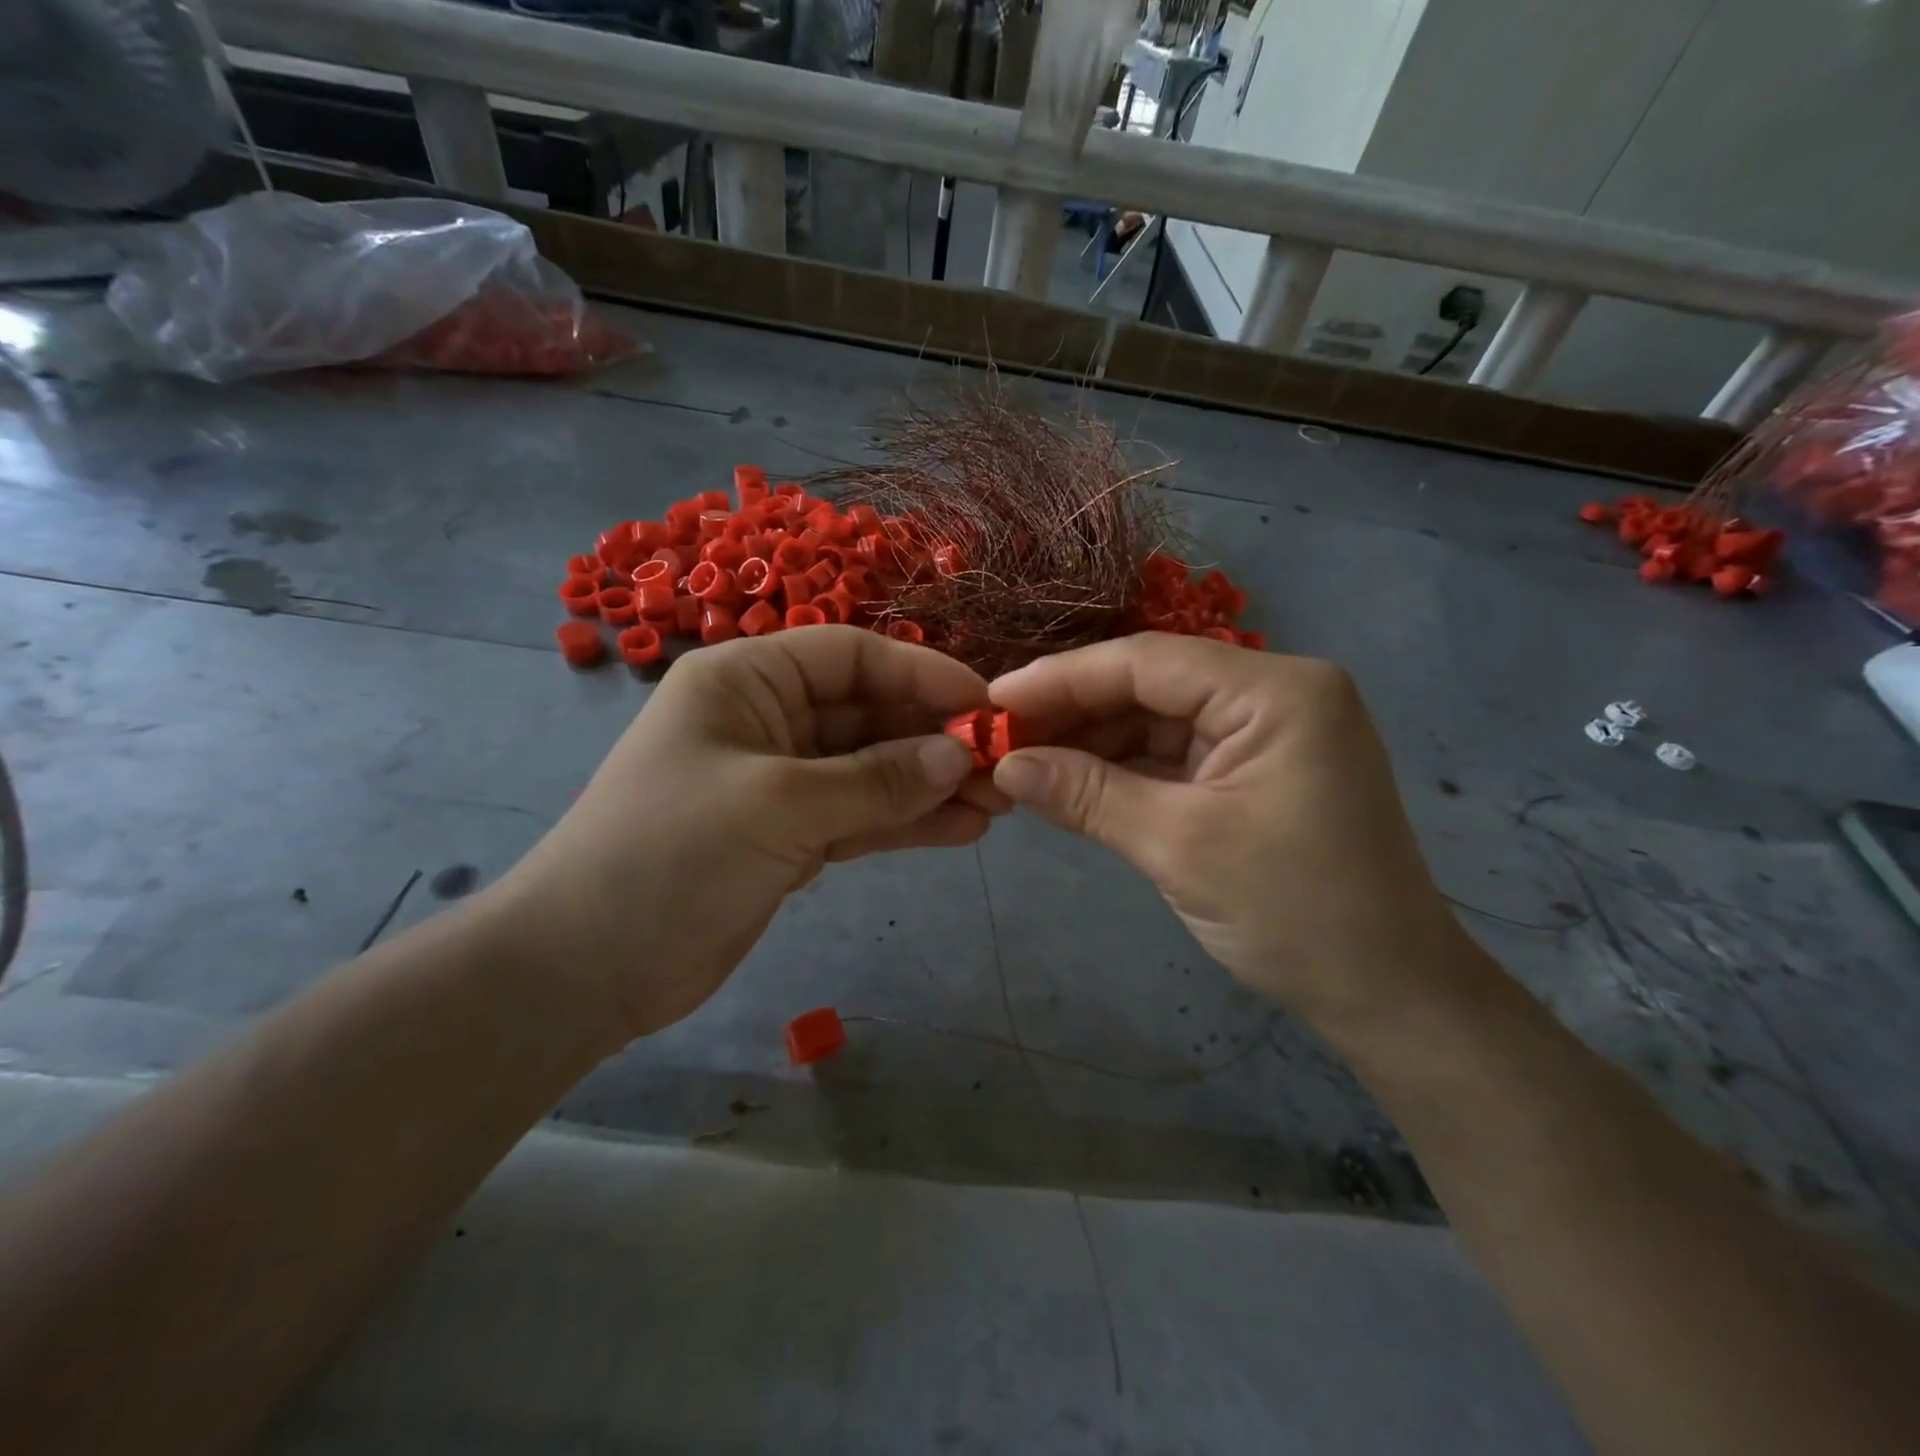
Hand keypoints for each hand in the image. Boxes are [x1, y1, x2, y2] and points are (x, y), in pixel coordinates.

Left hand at [492, 627, 996, 1039]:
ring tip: (998, 803)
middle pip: (868, 715)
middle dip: (934, 739)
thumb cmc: (671, 853)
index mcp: (748, 680)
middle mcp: (768, 720)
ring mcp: (781, 782)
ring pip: (871, 771)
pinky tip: (961, 830)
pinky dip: (905, 823)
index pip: (852, 656)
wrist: (588, 965)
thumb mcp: (780, 804)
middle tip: (1004, 766)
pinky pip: (860, 817)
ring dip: (930, 785)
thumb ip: (876, 780)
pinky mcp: (790, 836)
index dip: (922, 674)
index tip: (985, 705)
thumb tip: (959, 757)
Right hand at [987, 634, 1478, 1039]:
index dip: (1061, 678)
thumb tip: (1004, 765)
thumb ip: (1087, 795)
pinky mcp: (1255, 768)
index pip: (1146, 662)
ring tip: (1022, 762)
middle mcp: (1273, 693)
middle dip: (1073, 712)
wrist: (1389, 995)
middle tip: (999, 737)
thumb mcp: (1179, 847)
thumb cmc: (1296, 914)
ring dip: (1092, 742)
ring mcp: (1266, 731)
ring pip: (1157, 719)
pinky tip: (1070, 781)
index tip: (993, 700)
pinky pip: (1175, 754)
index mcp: (1275, 690)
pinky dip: (1123, 769)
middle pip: (1150, 685)